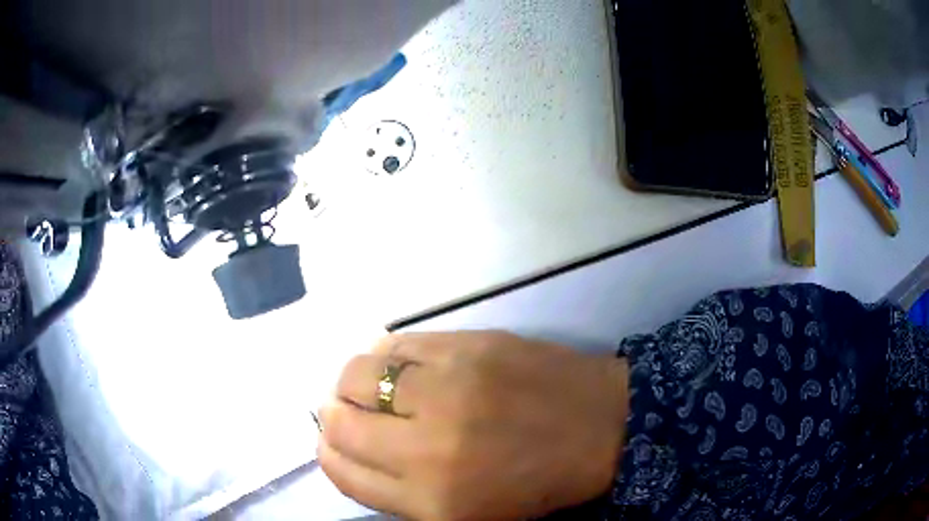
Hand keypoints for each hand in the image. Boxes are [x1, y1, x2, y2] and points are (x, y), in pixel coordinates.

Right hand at [318, 331, 628, 520]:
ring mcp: (449, 388)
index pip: (344, 473)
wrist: (603, 428)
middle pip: (339, 422)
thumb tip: (353, 451)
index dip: (328, 454)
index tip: (332, 443)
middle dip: (332, 416)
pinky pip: (396, 342)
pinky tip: (394, 363)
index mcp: (431, 500)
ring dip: (351, 382)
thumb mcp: (466, 514)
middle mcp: (428, 447)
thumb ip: (402, 493)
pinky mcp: (468, 345)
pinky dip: (383, 354)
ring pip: (357, 373)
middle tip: (345, 411)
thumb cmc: (537, 483)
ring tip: (368, 385)